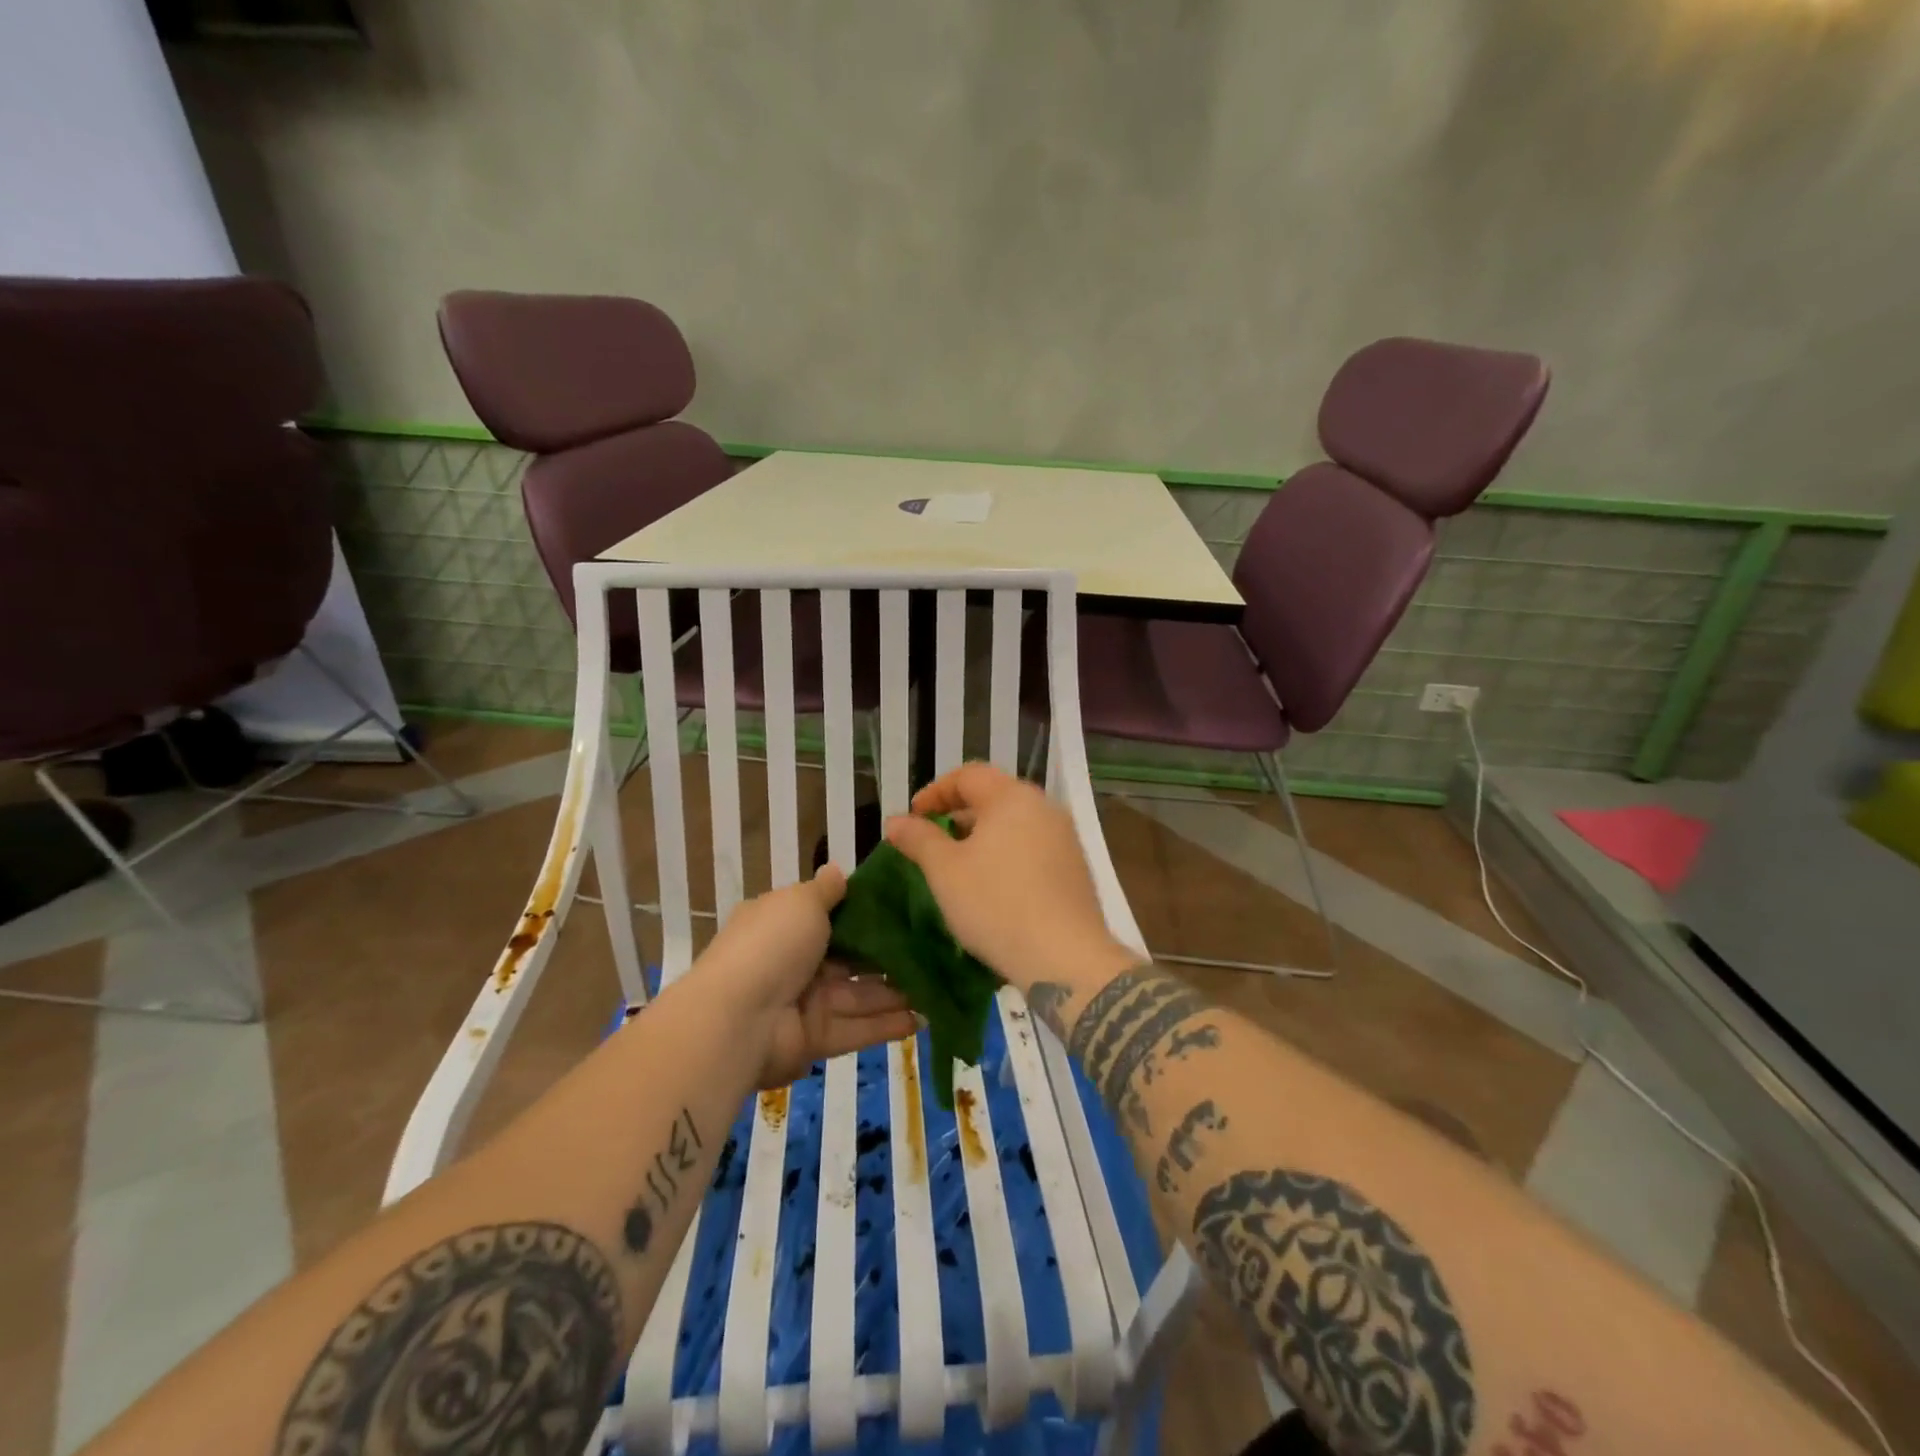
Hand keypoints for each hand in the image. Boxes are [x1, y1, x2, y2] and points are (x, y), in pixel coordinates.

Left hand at [695, 866, 918, 1088]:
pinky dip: (888, 1025)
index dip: (866, 912)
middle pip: (851, 958)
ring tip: (940, 985)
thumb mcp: (800, 902)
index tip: (906, 907)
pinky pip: (857, 1028)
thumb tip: (837, 870)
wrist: (736, 1020)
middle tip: (935, 949)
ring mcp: (805, 1003)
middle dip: (889, 956)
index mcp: (785, 924)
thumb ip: (825, 890)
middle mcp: (795, 962)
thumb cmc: (771, 945)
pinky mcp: (815, 1039)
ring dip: (897, 991)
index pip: (830, 915)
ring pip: (860, 995)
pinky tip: (925, 1018)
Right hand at [884, 762, 1139, 994]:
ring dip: (982, 836)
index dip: (935, 792)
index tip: (913, 817)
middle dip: (958, 813)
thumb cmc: (997, 905)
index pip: (968, 775)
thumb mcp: (945, 871)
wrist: (1065, 959)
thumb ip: (919, 839)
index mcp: (1013, 797)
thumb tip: (896, 821)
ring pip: (1015, 823)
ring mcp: (1065, 838)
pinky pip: (1033, 847)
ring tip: (958, 865)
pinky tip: (992, 886)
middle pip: (994, 796)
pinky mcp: (1075, 869)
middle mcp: (1044, 808)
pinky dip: (1006, 854)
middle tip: (932, 840)